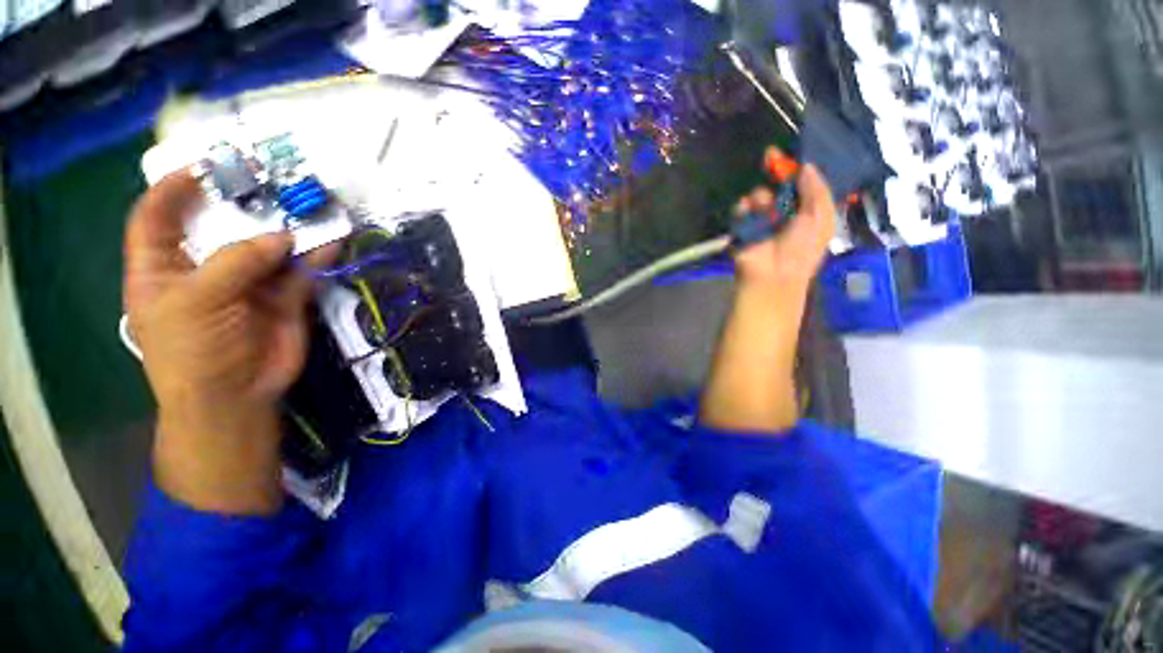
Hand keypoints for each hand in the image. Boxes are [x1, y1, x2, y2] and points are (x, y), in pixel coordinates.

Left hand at [124, 169, 326, 513]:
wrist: (236, 396)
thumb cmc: (193, 351)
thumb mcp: (197, 301)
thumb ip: (235, 262)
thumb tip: (282, 237)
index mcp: (162, 268)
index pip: (156, 218)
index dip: (173, 189)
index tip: (204, 168)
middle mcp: (204, 269)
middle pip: (219, 226)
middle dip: (242, 204)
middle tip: (270, 181)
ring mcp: (247, 284)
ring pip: (267, 248)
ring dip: (288, 230)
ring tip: (309, 207)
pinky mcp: (283, 299)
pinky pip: (300, 272)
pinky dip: (317, 258)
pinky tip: (331, 243)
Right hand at [732, 147, 836, 290]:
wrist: (772, 273)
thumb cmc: (803, 247)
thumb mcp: (821, 216)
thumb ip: (816, 189)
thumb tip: (805, 167)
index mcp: (807, 212)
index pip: (803, 185)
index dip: (797, 169)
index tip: (791, 152)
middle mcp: (784, 213)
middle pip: (779, 185)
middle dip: (775, 171)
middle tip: (768, 156)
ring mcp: (761, 220)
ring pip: (759, 195)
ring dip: (761, 197)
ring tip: (763, 207)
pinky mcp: (742, 227)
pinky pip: (741, 208)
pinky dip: (743, 208)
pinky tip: (747, 211)